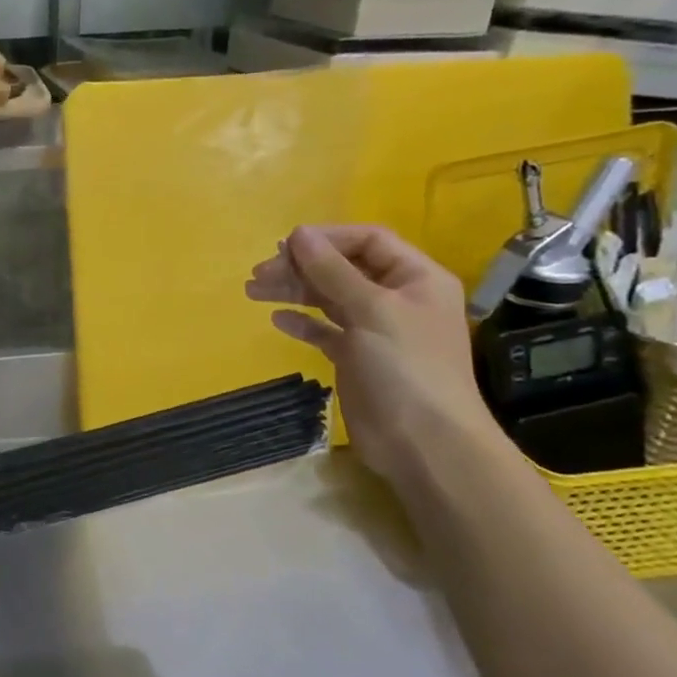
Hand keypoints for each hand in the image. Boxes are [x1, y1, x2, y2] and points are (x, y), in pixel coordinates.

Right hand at [247, 225, 501, 490]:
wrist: (423, 442)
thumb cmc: (406, 367)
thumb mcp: (372, 310)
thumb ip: (333, 270)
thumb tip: (298, 234)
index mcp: (415, 278)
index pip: (368, 241)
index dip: (326, 238)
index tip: (284, 246)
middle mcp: (396, 298)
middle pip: (343, 268)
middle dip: (301, 266)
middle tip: (259, 273)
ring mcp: (376, 329)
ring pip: (329, 298)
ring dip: (293, 291)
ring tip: (253, 290)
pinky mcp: (356, 358)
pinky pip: (325, 330)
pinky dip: (302, 323)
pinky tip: (278, 320)